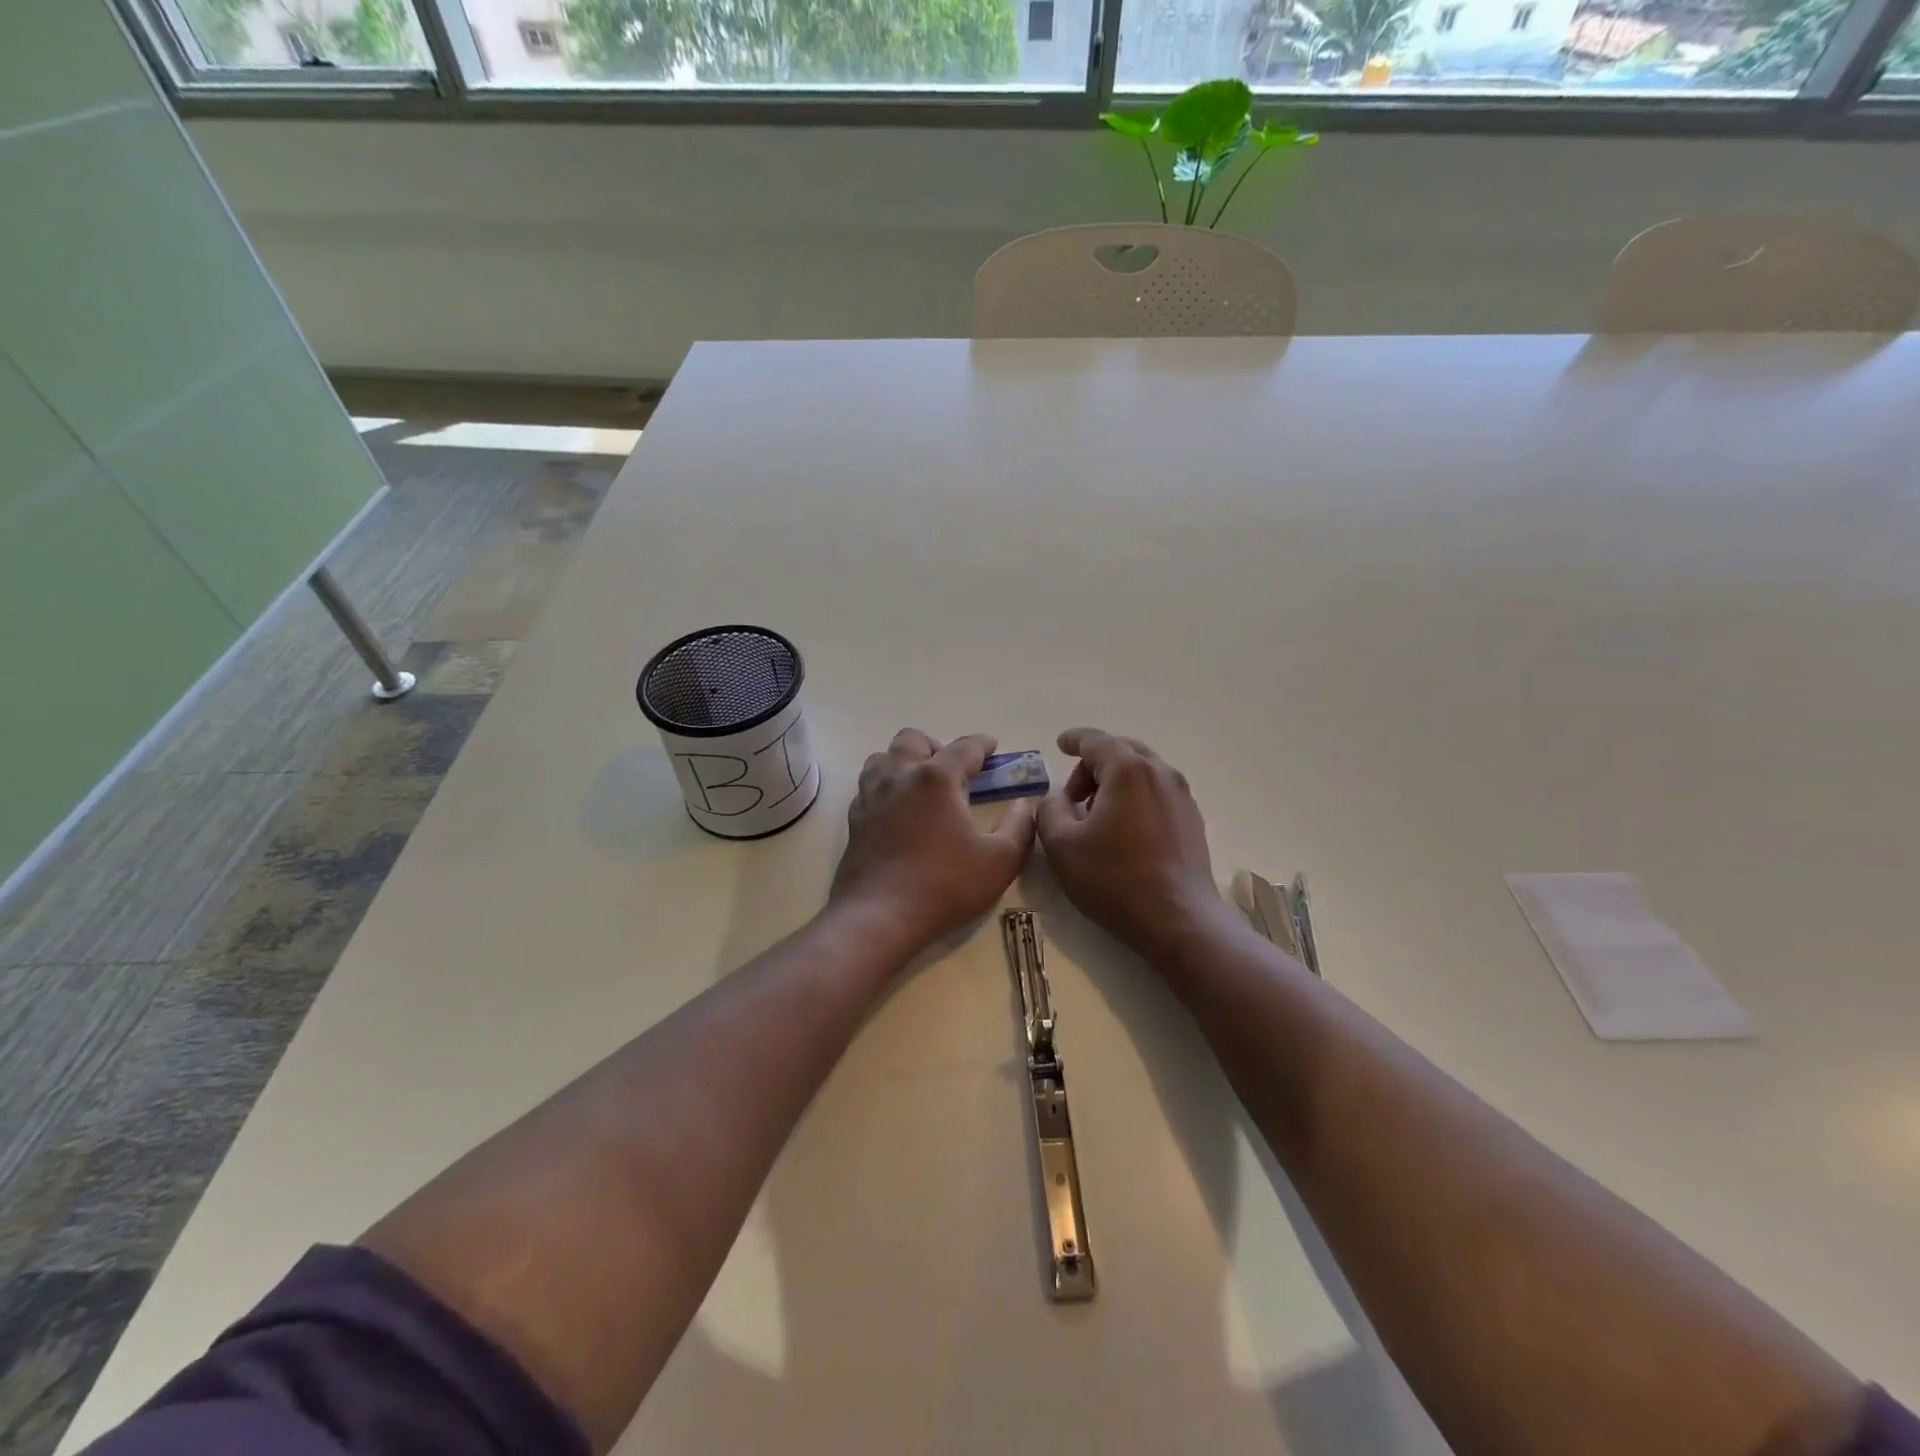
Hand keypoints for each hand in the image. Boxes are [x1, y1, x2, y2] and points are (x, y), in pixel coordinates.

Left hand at [830, 729, 1036, 956]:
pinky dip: (886, 787)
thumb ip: (1019, 828)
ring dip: (904, 761)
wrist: (879, 916)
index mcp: (936, 778)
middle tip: (953, 770)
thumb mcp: (999, 861)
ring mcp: (871, 796)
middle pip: (913, 739)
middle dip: (936, 746)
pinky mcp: (855, 819)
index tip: (992, 747)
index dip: (982, 744)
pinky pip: (869, 787)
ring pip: (883, 758)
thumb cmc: (945, 885)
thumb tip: (1022, 807)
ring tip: (922, 785)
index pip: (964, 747)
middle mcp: (899, 776)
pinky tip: (899, 810)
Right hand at [1038, 728, 1222, 957]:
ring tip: (1096, 816)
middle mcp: (1160, 773)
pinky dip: (1135, 797)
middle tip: (1072, 796)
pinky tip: (1124, 831)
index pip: (1096, 740)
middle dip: (1093, 765)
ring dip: (1115, 782)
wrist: (1178, 920)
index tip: (1059, 744)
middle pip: (1122, 751)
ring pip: (1142, 771)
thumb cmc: (1114, 878)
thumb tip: (1058, 798)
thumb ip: (1049, 809)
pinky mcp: (1192, 819)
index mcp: (1127, 770)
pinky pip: (1157, 792)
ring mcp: (1181, 796)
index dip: (1074, 740)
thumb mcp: (1061, 845)